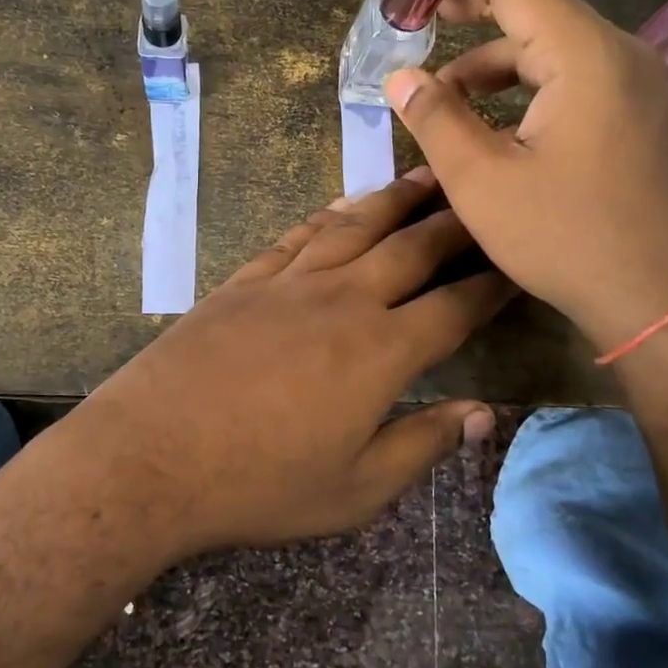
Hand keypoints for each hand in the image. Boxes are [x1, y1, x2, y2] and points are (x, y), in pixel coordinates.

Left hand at [78, 170, 514, 552]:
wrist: (150, 457)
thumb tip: (483, 414)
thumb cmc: (259, 485)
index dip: (492, 283)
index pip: (454, 306)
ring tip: (424, 177)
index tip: (517, 263)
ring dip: (394, 200)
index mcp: (381, 351)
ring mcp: (289, 283)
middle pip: (411, 248)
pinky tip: (341, 208)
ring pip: (355, 226)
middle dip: (454, 223)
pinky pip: (296, 236)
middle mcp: (342, 300)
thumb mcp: (355, 490)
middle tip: (482, 199)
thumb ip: (423, 445)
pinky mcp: (244, 282)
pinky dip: (326, 217)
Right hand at [381, 0, 667, 352]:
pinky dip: (519, 87)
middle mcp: (618, 53)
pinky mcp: (632, 112)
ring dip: (487, 62)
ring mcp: (632, 83)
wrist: (656, 300)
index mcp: (585, 56)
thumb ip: (435, 119)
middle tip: (409, 22)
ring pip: (547, 46)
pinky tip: (486, 122)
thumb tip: (400, 77)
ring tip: (437, 97)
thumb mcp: (482, 182)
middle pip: (531, 6)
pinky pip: (567, 77)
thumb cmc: (566, 241)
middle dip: (464, 10)